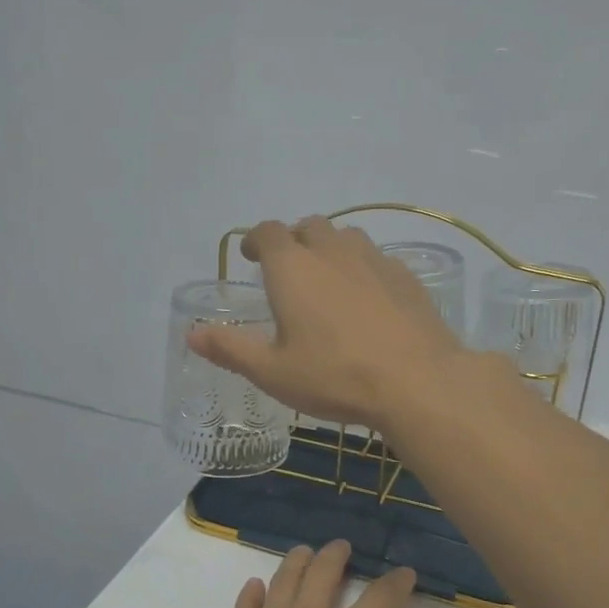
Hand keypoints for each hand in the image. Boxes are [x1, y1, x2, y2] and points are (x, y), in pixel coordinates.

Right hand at [186, 217, 466, 428]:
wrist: (417, 381)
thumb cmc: (334, 376)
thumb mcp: (273, 371)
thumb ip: (231, 348)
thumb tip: (191, 333)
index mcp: (292, 268)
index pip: (269, 232)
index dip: (257, 239)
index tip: (252, 255)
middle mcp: (332, 252)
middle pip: (309, 226)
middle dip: (294, 240)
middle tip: (289, 269)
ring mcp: (374, 260)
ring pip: (347, 238)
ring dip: (331, 249)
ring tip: (328, 279)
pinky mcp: (406, 277)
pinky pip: (377, 260)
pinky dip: (363, 269)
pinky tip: (368, 299)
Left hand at [189, 542, 443, 607]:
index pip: (380, 596)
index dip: (396, 582)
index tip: (404, 574)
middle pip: (323, 573)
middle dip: (337, 555)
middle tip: (342, 547)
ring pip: (282, 582)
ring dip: (297, 562)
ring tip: (304, 553)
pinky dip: (252, 594)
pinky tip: (255, 587)